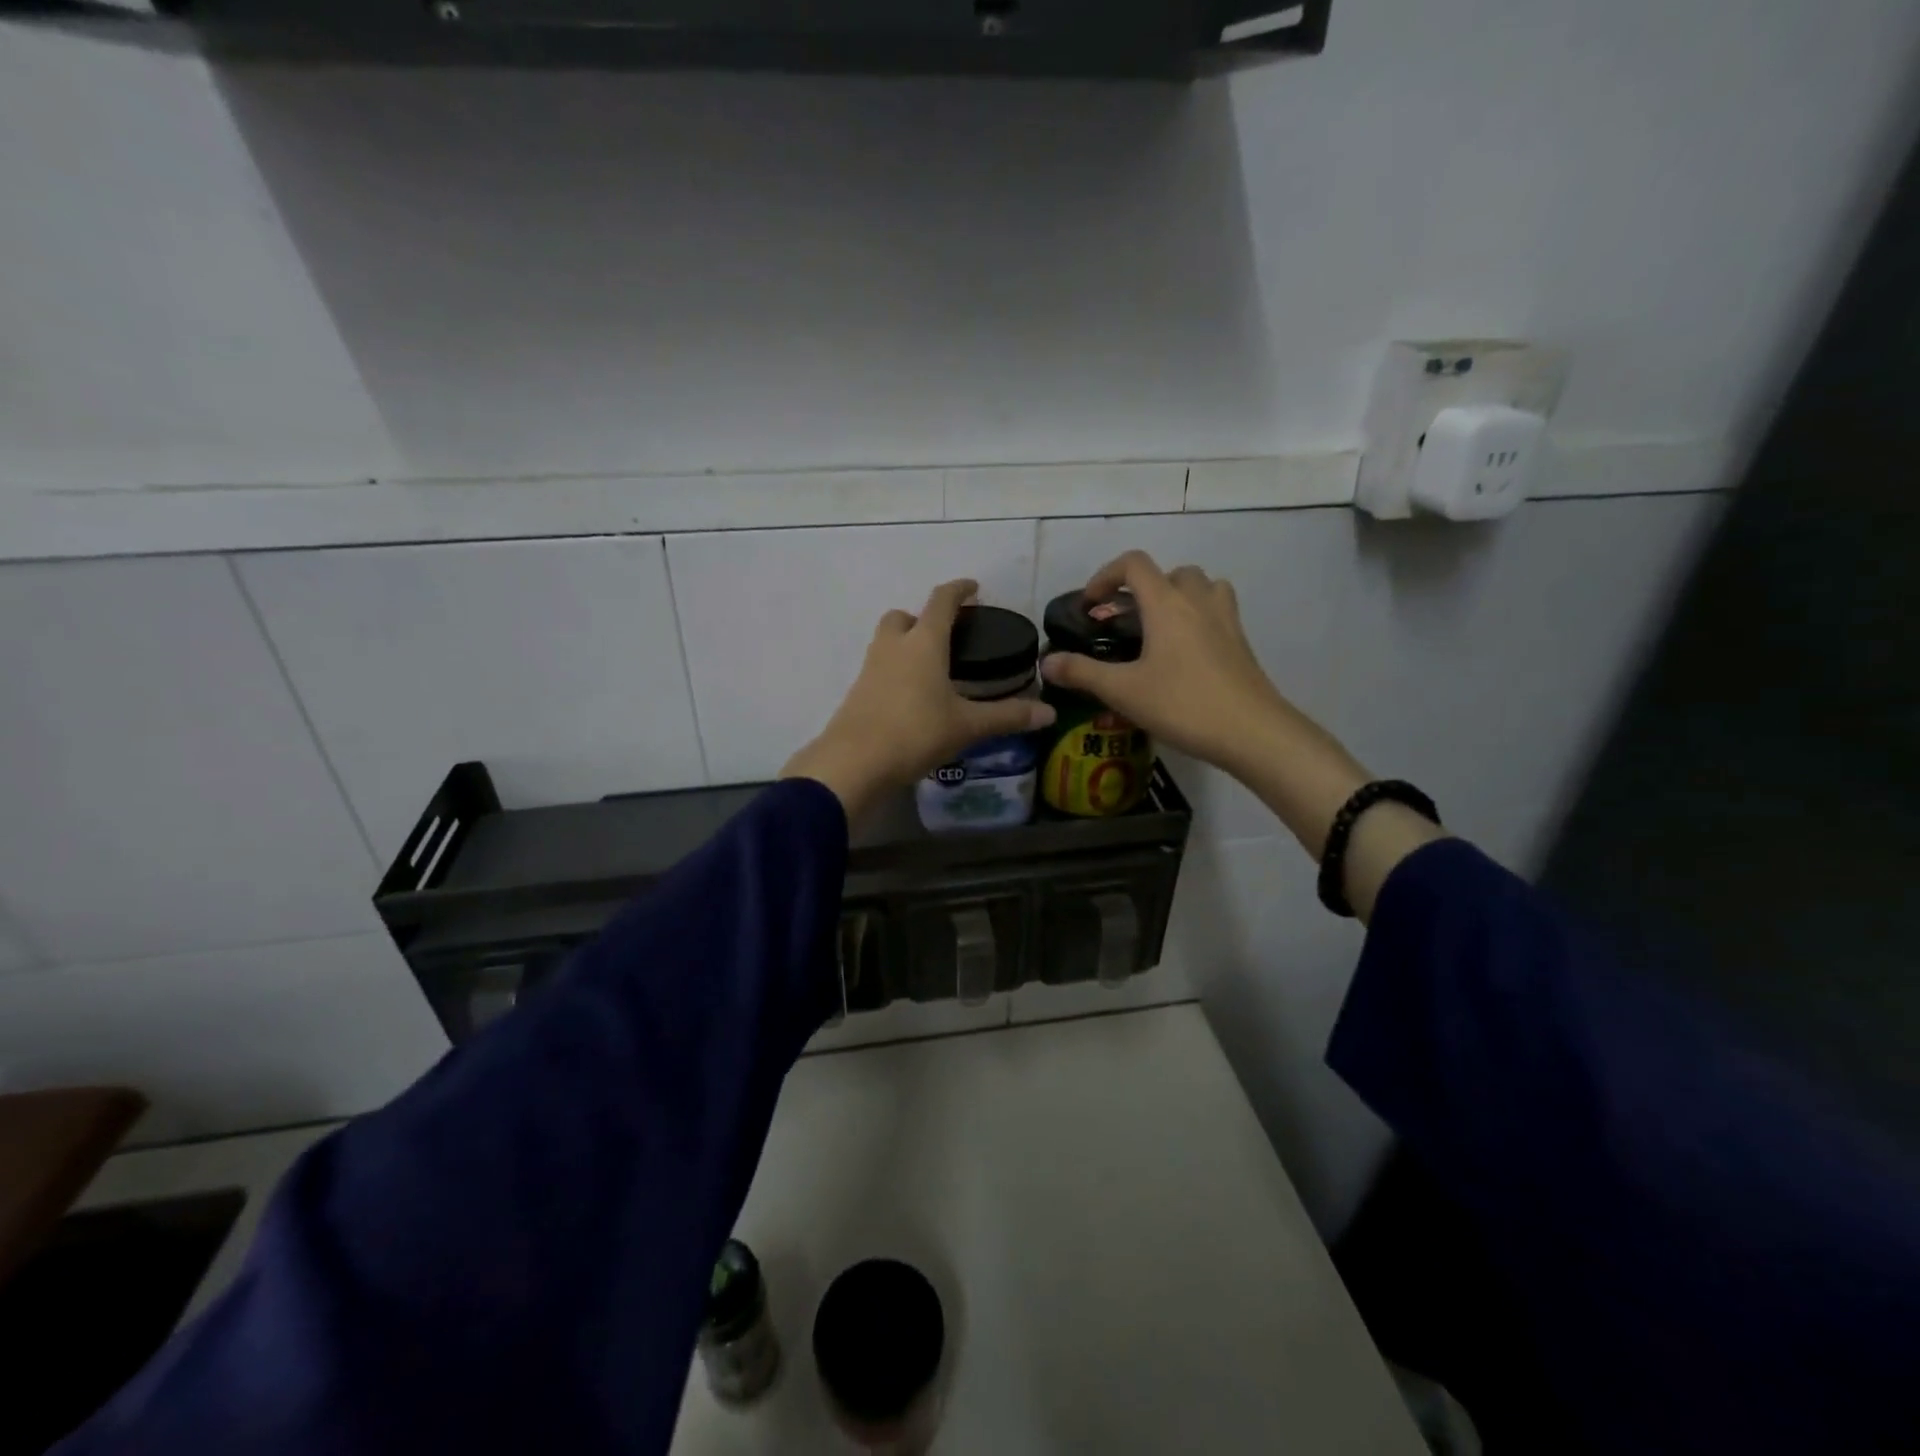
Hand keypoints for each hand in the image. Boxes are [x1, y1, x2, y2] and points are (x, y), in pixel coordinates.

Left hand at [781, 579, 1055, 823]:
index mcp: (924, 643)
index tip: (973, 588)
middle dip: (923, 618)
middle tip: (946, 636)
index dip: (959, 590)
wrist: (854, 763)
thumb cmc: (916, 732)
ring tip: (932, 668)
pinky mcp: (857, 692)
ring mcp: (870, 668)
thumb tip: (1048, 713)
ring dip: (906, 644)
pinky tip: (911, 697)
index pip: (942, 602)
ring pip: (887, 641)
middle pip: (904, 616)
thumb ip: (1008, 716)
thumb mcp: (967, 726)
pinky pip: (878, 669)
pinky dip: (895, 671)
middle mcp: (893, 646)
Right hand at [1039, 551, 1295, 777]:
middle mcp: (1198, 600)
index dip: (1106, 575)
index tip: (1091, 604)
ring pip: (1202, 586)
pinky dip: (1199, 617)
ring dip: (1178, 595)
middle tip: (1126, 621)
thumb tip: (1047, 663)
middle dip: (1143, 588)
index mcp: (1166, 603)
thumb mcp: (1123, 691)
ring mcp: (1226, 620)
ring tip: (1160, 628)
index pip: (1134, 564)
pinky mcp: (1241, 642)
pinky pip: (1218, 611)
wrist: (1252, 732)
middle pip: (1170, 572)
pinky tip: (1187, 653)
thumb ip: (1082, 673)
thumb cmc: (1183, 704)